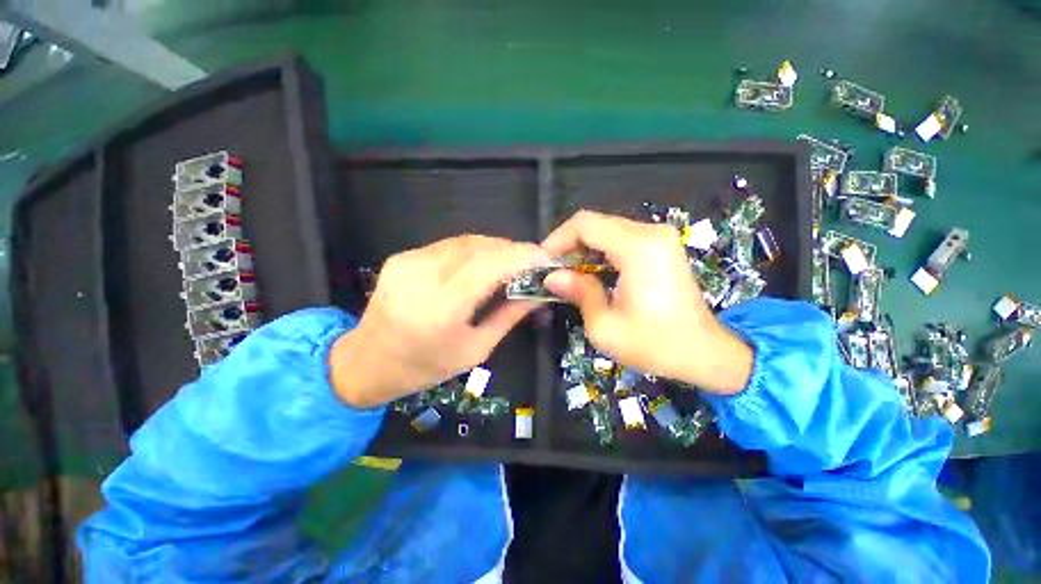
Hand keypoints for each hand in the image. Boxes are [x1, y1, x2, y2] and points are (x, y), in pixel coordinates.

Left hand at [330, 235, 546, 407]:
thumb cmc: (425, 366)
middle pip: (478, 248)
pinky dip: (474, 250)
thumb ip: (508, 317)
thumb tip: (536, 293)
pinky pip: (448, 246)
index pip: (487, 266)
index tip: (544, 257)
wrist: (368, 361)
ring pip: (465, 242)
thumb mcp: (475, 350)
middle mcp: (422, 278)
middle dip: (512, 250)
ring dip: (495, 247)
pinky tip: (484, 262)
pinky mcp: (402, 257)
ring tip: (513, 261)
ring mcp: (408, 263)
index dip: (519, 256)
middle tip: (532, 260)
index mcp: (440, 309)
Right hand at [542, 211, 751, 393]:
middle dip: (569, 245)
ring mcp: (660, 237)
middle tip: (554, 272)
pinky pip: (621, 239)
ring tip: (569, 275)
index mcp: (638, 249)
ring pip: (607, 230)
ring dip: (584, 249)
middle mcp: (651, 233)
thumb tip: (552, 277)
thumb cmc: (655, 344)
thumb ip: (578, 293)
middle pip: (596, 223)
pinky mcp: (662, 246)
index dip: (557, 239)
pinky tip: (592, 273)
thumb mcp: (605, 326)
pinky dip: (601, 252)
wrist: (705, 353)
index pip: (585, 224)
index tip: (544, 262)